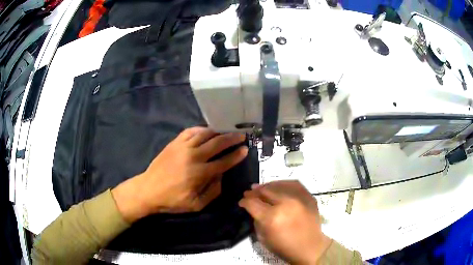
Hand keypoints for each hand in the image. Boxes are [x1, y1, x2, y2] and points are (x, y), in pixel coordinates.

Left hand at [112, 127, 247, 222]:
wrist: (148, 190)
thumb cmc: (172, 200)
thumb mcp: (196, 205)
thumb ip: (213, 191)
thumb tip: (222, 176)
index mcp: (199, 173)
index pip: (224, 161)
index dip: (236, 155)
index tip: (245, 149)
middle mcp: (193, 156)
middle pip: (217, 143)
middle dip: (232, 138)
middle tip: (241, 136)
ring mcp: (182, 147)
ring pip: (205, 134)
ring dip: (218, 132)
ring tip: (227, 131)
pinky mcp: (174, 143)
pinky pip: (190, 131)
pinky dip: (201, 129)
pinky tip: (207, 131)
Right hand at [239, 181, 331, 264]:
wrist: (310, 248)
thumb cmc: (285, 247)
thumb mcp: (263, 238)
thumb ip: (257, 221)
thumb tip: (255, 209)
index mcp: (271, 218)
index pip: (252, 203)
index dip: (244, 201)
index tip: (242, 202)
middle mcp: (285, 204)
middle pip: (265, 191)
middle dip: (254, 192)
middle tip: (249, 192)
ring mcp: (299, 199)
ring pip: (279, 185)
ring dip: (267, 186)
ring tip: (262, 188)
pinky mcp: (309, 197)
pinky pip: (294, 184)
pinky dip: (284, 183)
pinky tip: (278, 186)